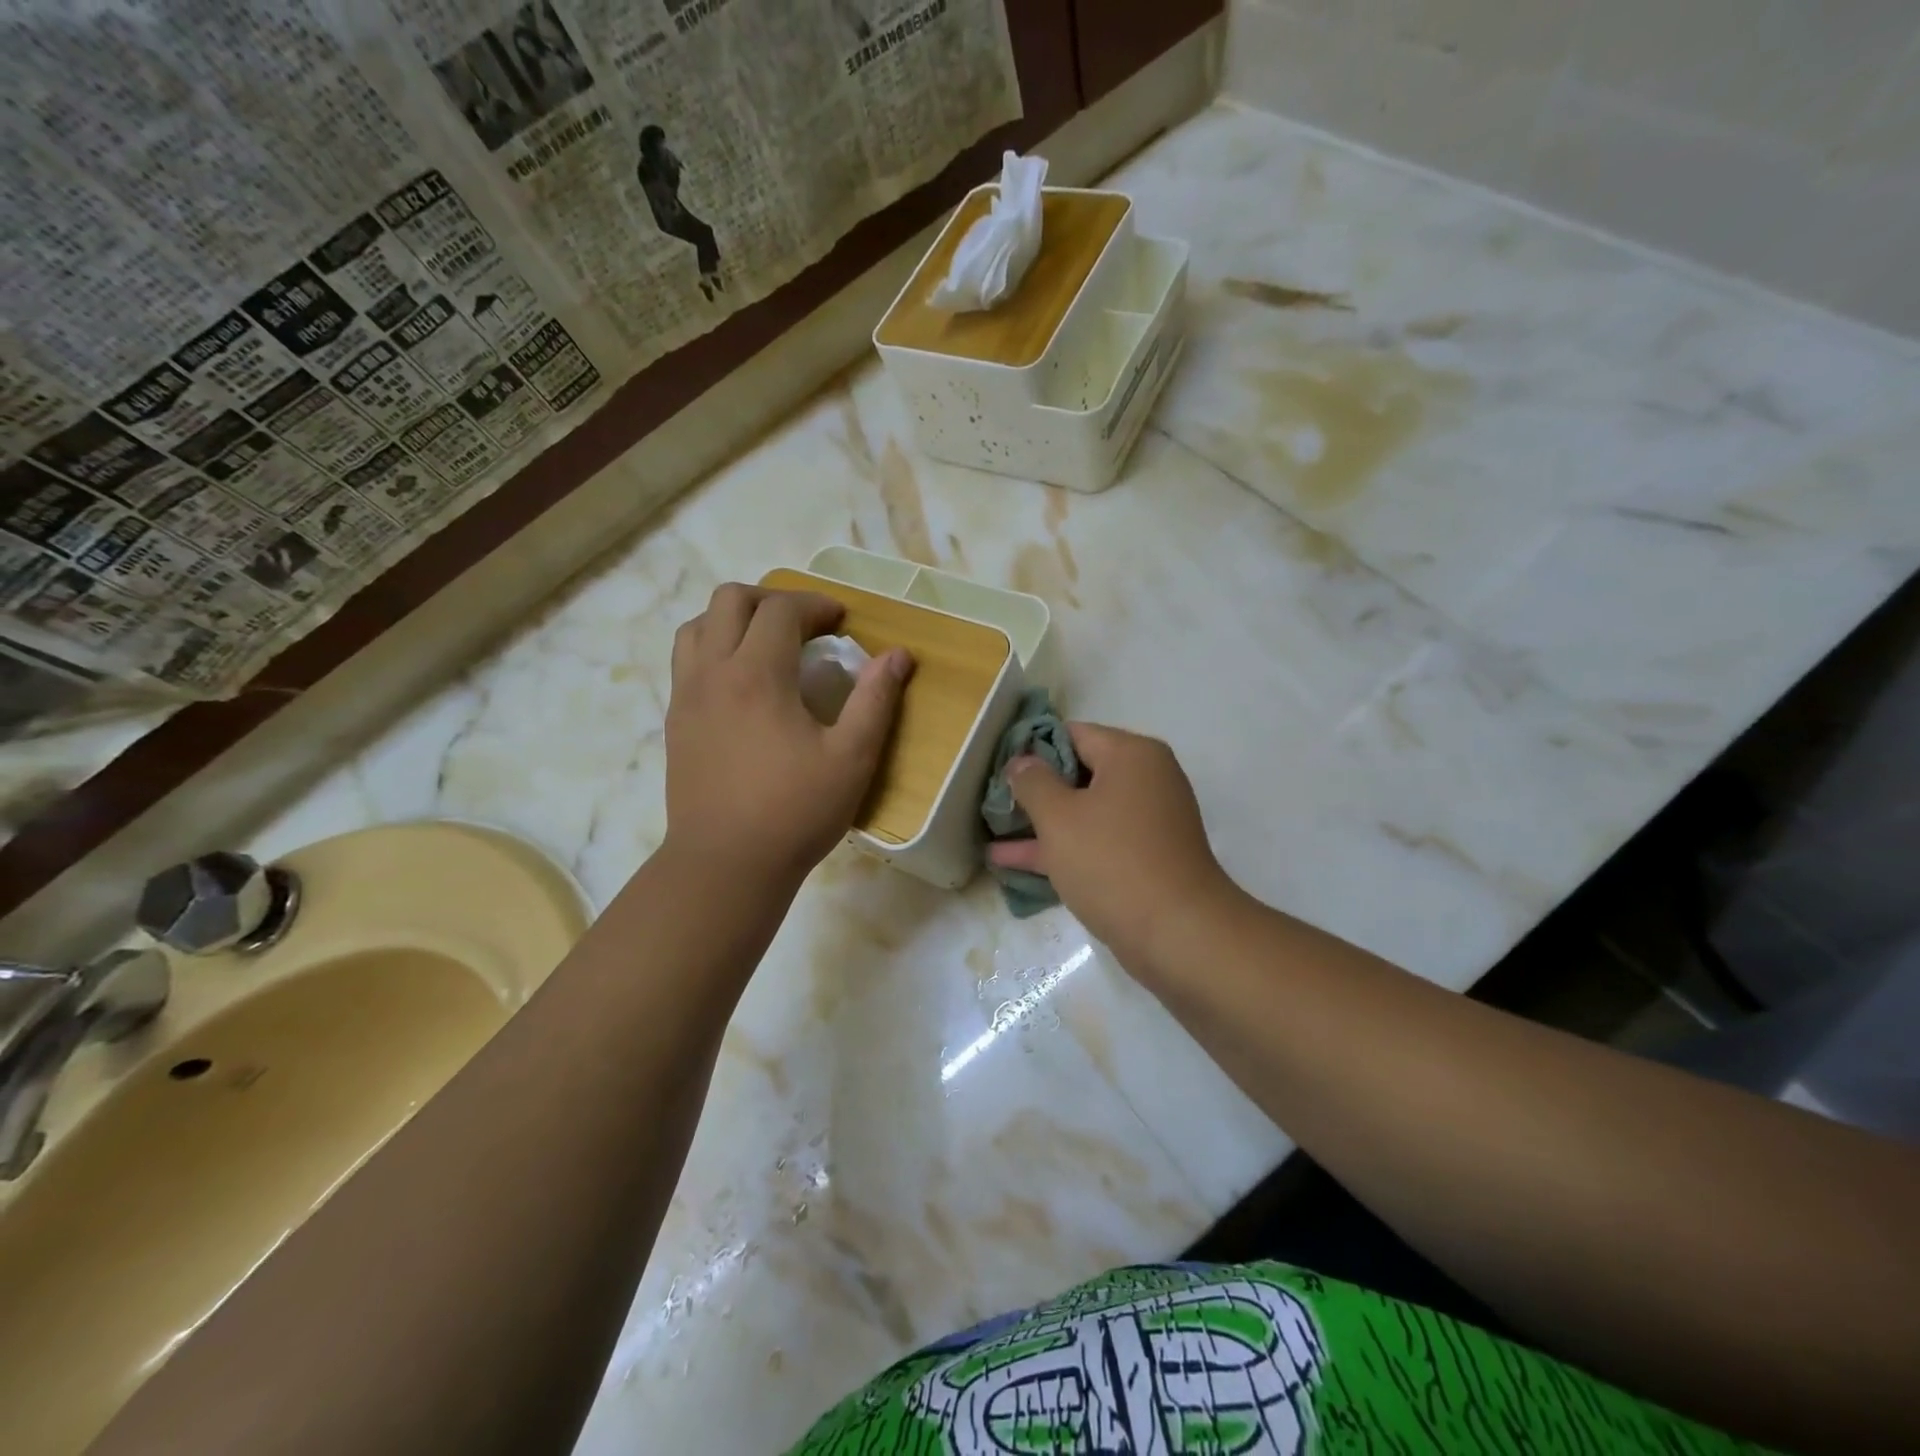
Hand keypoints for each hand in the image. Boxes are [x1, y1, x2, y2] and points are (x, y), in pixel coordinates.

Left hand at [663, 584, 911, 885]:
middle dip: (772, 599)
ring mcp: (686, 696)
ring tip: (767, 643)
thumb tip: (899, 656)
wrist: (726, 864)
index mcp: (757, 675)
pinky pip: (686, 660)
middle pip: (730, 600)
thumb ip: (876, 700)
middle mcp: (713, 672)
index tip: (841, 620)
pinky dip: (714, 647)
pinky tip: (741, 682)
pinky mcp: (676, 722)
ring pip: (698, 625)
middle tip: (805, 624)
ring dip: (735, 618)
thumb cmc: (795, 812)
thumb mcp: (852, 758)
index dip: (815, 604)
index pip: (780, 610)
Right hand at [988, 724, 1237, 963]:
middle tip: (993, 803)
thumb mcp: (1059, 817)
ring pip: (1084, 812)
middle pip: (1079, 772)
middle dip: (1035, 790)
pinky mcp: (1145, 858)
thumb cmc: (1112, 862)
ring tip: (992, 834)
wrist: (1178, 935)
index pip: (1072, 734)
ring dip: (1042, 824)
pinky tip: (1014, 865)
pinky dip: (1062, 849)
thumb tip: (1022, 762)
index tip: (998, 771)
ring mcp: (1147, 821)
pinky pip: (1096, 842)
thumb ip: (1032, 782)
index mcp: (1131, 755)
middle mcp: (1145, 780)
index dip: (1031, 749)